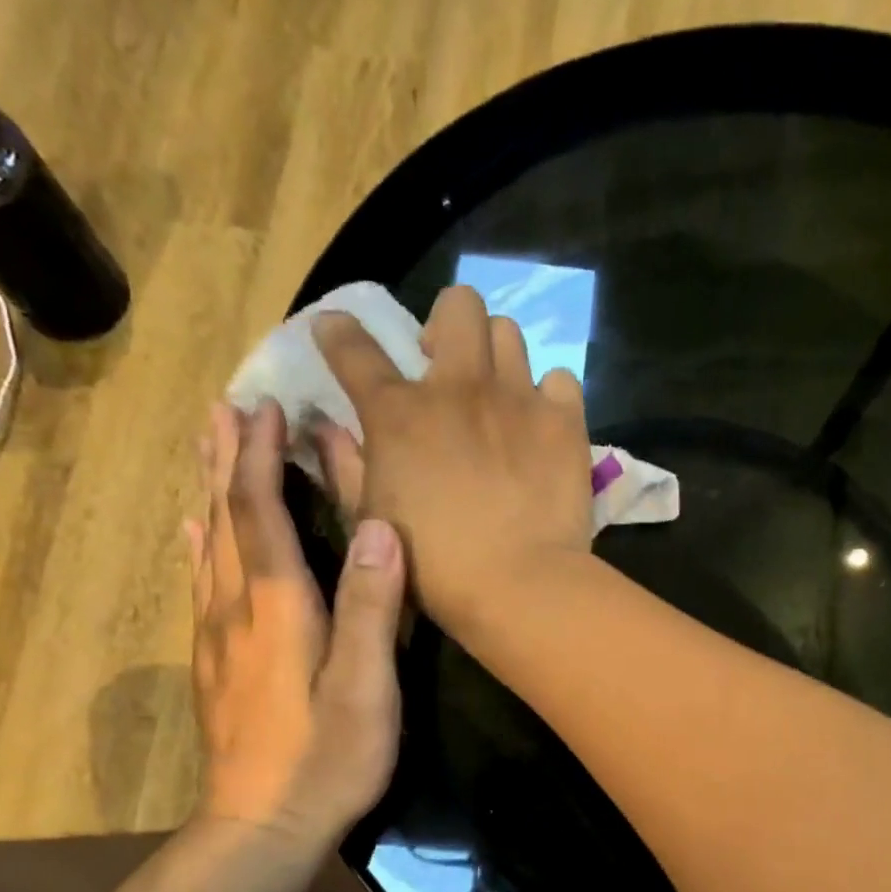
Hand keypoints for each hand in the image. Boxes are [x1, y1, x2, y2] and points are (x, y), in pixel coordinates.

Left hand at [185, 400, 403, 840]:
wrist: (260, 828)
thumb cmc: (327, 759)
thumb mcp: (367, 688)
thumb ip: (371, 608)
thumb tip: (379, 528)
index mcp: (278, 607)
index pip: (261, 515)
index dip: (262, 460)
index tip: (266, 407)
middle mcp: (236, 609)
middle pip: (225, 519)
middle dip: (227, 461)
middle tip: (224, 409)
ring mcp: (217, 637)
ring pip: (208, 546)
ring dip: (211, 491)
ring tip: (210, 449)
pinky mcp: (214, 663)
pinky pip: (201, 582)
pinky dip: (200, 543)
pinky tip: (195, 531)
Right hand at [311, 285, 593, 632]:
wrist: (521, 586)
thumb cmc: (436, 567)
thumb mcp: (373, 522)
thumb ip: (346, 468)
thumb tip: (326, 428)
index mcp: (399, 413)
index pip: (354, 348)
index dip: (339, 333)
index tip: (338, 332)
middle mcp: (458, 387)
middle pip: (457, 305)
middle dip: (446, 324)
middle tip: (445, 364)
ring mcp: (517, 398)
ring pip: (509, 333)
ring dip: (495, 355)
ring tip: (497, 394)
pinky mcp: (564, 421)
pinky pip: (559, 379)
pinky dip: (547, 395)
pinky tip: (541, 424)